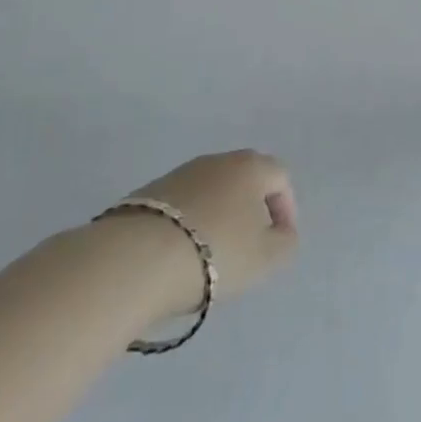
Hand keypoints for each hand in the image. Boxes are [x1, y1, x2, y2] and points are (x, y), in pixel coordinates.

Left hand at [126, 150, 298, 309]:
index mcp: (252, 166)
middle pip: (244, 180)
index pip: (280, 178)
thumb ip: (285, 243)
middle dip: (250, 210)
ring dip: (216, 217)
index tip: (280, 241)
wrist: (134, 260)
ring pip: (210, 192)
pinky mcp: (146, 194)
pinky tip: (178, 255)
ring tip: (209, 256)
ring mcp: (179, 174)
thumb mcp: (266, 258)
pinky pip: (180, 207)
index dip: (286, 209)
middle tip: (247, 245)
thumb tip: (282, 234)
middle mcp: (218, 161)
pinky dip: (186, 225)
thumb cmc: (215, 253)